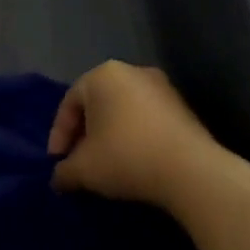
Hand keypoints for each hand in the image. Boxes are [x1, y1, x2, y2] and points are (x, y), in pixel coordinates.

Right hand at [47, 61, 224, 209]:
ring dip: (109, 135)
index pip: (69, 103)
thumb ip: (64, 171)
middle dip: (84, 134)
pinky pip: (146, 118)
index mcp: (102, 75)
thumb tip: (59, 178)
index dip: (59, 135)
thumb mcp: (83, 169)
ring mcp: (161, 86)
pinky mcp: (182, 106)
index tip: (57, 162)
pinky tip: (132, 161)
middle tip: (78, 161)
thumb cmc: (126, 157)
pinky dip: (133, 136)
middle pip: (97, 104)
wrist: (191, 170)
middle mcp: (132, 71)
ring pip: (123, 111)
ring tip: (105, 164)